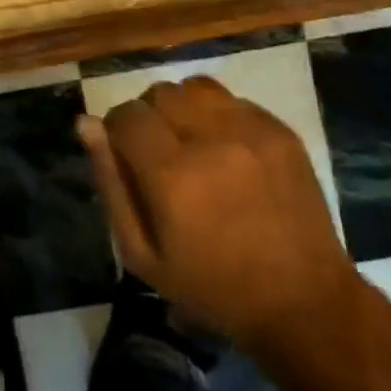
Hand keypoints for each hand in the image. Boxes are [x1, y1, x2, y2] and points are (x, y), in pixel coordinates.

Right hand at [79, 77, 360, 352]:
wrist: (304, 302)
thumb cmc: (212, 287)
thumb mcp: (143, 254)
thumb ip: (110, 183)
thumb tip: (86, 123)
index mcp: (171, 176)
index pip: (126, 115)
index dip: (118, 131)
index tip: (127, 155)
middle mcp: (210, 140)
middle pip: (158, 93)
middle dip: (150, 118)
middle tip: (161, 154)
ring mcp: (250, 131)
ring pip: (194, 87)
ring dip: (184, 109)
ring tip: (193, 143)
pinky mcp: (280, 129)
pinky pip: (232, 100)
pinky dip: (219, 116)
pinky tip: (227, 151)